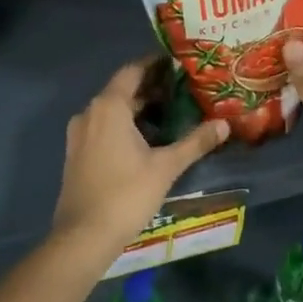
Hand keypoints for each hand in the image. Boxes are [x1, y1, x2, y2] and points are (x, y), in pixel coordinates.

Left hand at [51, 60, 229, 264]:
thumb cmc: (126, 194)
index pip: (134, 70)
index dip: (157, 65)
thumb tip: (224, 124)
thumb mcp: (166, 166)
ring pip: (113, 110)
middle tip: (185, 90)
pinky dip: (126, 125)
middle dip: (153, 88)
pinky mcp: (78, 153)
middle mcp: (90, 112)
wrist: (83, 236)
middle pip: (124, 90)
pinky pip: (104, 127)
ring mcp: (80, 134)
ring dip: (140, 109)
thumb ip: (195, 142)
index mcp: (109, 106)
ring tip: (173, 114)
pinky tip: (149, 139)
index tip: (181, 64)